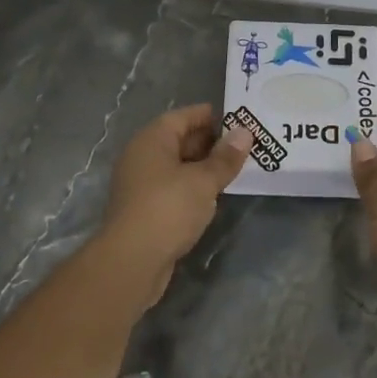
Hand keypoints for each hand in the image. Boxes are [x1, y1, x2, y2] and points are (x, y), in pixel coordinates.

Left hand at [100, 104, 250, 301]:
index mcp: (152, 140)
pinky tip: (213, 195)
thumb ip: (225, 158)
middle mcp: (142, 156)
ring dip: (202, 166)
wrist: (131, 261)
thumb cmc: (168, 209)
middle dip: (210, 142)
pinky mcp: (144, 209)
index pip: (182, 116)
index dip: (209, 115)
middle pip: (179, 140)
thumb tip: (245, 132)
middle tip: (243, 145)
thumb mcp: (203, 181)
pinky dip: (192, 186)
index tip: (237, 118)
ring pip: (177, 166)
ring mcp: (141, 184)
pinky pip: (173, 187)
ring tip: (234, 168)